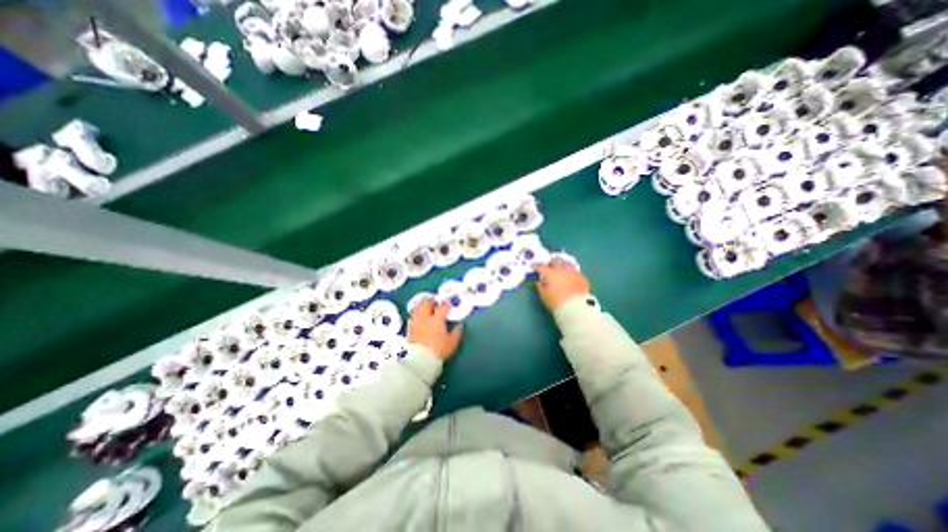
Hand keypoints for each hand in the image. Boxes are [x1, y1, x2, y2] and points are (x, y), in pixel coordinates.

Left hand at [407, 299, 462, 360]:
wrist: (420, 360)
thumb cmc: (438, 350)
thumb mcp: (452, 343)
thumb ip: (456, 332)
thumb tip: (459, 326)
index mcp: (437, 319)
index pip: (442, 307)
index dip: (446, 305)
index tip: (448, 305)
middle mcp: (425, 317)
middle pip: (426, 304)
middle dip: (431, 301)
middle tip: (435, 302)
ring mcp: (416, 322)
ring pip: (417, 308)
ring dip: (422, 306)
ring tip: (425, 307)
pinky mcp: (409, 329)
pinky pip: (412, 317)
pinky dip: (416, 315)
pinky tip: (418, 318)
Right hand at [537, 258, 589, 310]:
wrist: (576, 308)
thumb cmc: (556, 302)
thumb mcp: (544, 296)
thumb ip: (540, 287)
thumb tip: (538, 282)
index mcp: (550, 274)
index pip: (541, 266)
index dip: (536, 266)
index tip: (533, 266)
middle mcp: (561, 270)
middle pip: (554, 261)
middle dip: (550, 262)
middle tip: (547, 265)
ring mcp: (573, 272)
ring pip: (566, 263)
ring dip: (562, 264)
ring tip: (560, 267)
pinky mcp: (582, 277)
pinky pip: (575, 271)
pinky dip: (571, 272)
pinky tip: (570, 276)